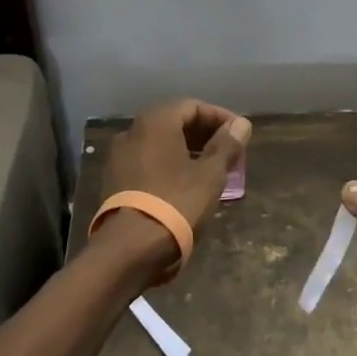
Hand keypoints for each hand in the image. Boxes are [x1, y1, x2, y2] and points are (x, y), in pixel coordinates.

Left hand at [94, 99, 251, 266]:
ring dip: (187, 150)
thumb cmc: (175, 203)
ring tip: (211, 168)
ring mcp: (119, 157)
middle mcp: (132, 131)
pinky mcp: (114, 181)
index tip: (240, 135)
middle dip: (204, 134)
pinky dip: (169, 165)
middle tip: (229, 151)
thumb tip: (241, 124)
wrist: (129, 249)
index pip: (193, 106)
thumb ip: (226, 145)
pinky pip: (148, 162)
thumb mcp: (210, 175)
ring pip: (160, 143)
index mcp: (155, 121)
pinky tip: (186, 184)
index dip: (220, 117)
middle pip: (174, 122)